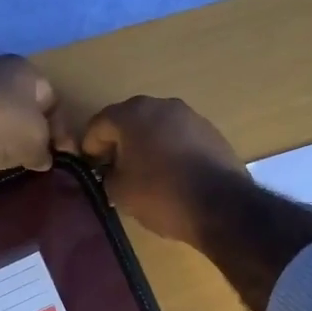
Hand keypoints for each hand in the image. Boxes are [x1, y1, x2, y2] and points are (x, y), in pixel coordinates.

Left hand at [0, 55, 68, 179]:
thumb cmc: (1, 126)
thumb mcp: (36, 143)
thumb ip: (46, 150)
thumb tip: (43, 158)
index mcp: (25, 70)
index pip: (53, 100)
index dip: (62, 130)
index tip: (63, 155)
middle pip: (24, 104)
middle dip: (32, 130)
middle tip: (37, 156)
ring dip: (6, 133)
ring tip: (10, 158)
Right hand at [80, 96, 245, 245]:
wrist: (221, 205)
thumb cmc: (161, 195)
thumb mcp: (120, 193)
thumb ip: (108, 176)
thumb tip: (113, 172)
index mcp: (132, 114)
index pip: (99, 124)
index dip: (90, 148)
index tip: (91, 168)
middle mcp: (161, 105)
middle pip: (130, 121)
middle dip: (120, 143)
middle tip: (116, 169)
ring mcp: (191, 116)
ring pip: (158, 127)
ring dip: (147, 145)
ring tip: (145, 173)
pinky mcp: (212, 132)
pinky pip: (180, 138)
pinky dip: (171, 150)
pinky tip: (173, 174)